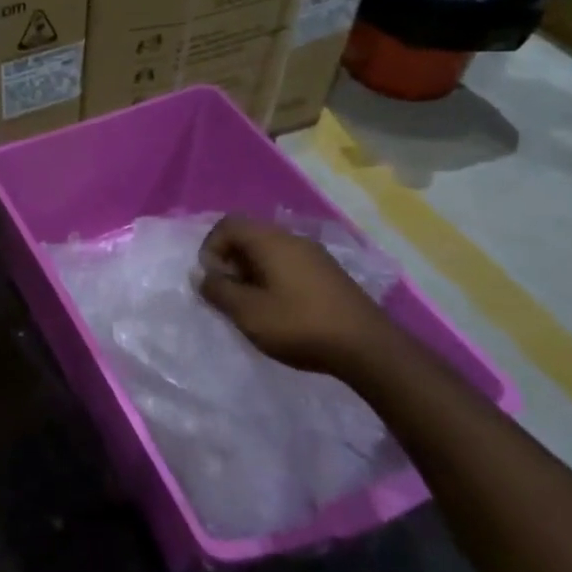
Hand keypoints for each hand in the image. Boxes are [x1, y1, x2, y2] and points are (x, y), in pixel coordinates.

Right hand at [197, 216, 404, 375]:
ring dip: (252, 272)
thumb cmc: (299, 325)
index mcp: (270, 240)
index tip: (212, 279)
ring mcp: (315, 255)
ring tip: (252, 306)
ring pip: (270, 252)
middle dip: (231, 261)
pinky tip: (281, 311)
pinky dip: (274, 279)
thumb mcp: (248, 312)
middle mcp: (292, 239)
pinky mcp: (329, 274)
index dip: (211, 247)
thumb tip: (203, 276)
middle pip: (249, 236)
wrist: (368, 347)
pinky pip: (289, 265)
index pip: (228, 224)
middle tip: (229, 295)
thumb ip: (218, 291)